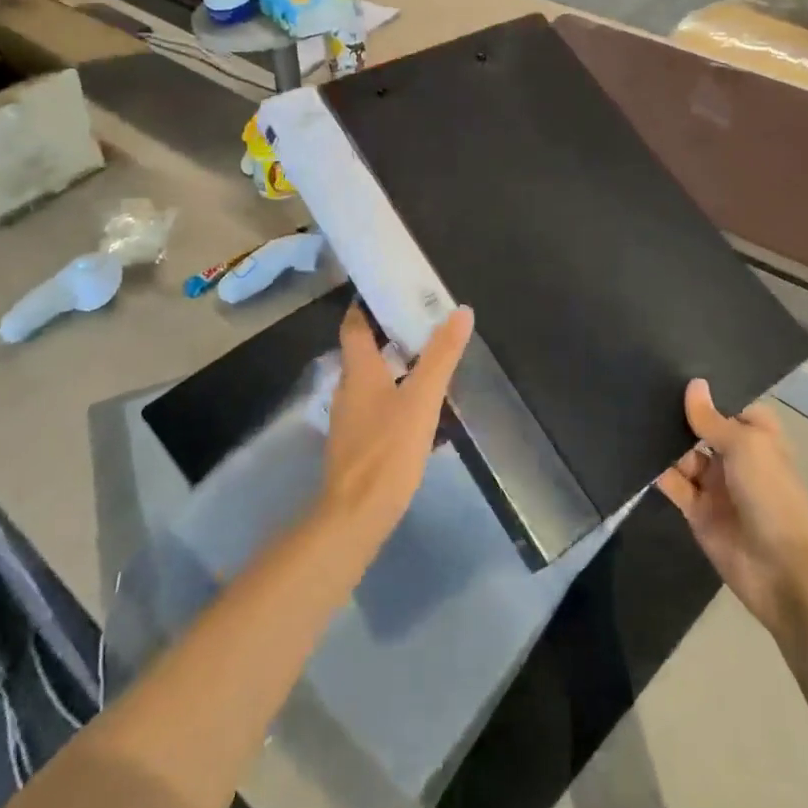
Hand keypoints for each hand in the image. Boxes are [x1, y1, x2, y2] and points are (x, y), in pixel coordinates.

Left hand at [320, 304, 473, 539]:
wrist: (356, 516)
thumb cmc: (388, 450)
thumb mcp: (422, 399)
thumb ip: (441, 356)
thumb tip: (461, 311)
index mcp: (358, 370)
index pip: (354, 324)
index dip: (366, 305)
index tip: (390, 291)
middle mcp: (347, 388)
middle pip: (362, 351)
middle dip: (387, 335)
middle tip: (421, 323)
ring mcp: (348, 419)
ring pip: (370, 381)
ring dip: (393, 368)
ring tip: (426, 363)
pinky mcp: (355, 444)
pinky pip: (374, 407)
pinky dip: (393, 397)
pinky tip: (418, 410)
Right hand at [657, 380, 807, 627]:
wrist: (782, 572)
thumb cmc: (771, 495)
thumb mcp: (744, 446)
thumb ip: (711, 418)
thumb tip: (693, 384)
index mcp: (757, 438)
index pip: (729, 405)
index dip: (706, 392)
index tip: (673, 368)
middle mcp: (736, 457)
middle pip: (702, 429)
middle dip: (678, 414)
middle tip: (640, 386)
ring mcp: (715, 485)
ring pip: (683, 454)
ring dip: (664, 441)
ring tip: (630, 414)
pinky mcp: (696, 510)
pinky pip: (673, 483)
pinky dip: (657, 471)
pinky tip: (634, 451)